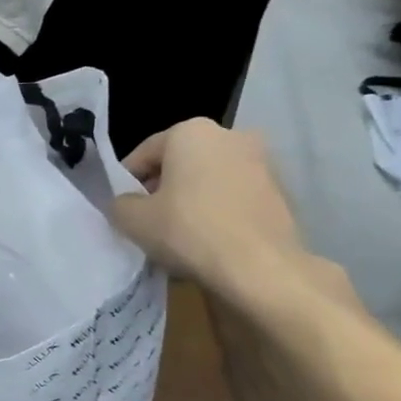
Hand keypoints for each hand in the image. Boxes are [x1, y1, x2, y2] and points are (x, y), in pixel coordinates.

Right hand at [113, 119, 336, 307]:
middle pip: (180, 162)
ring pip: (209, 179)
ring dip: (191, 199)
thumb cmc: (189, 231)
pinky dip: (218, 211)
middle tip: (148, 220)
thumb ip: (120, 204)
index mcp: (191, 131)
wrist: (261, 268)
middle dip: (162, 188)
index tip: (122, 207)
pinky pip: (234, 197)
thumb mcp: (132, 219)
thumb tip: (128, 203)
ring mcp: (262, 162)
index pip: (144, 153)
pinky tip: (208, 241)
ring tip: (179, 234)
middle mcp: (230, 135)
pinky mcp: (280, 192)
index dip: (127, 181)